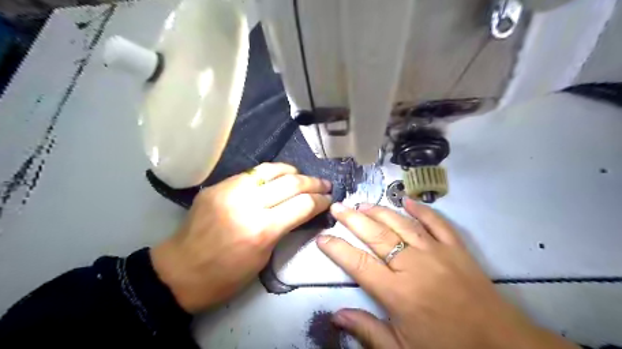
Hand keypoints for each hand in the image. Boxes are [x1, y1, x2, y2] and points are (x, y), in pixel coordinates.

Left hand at [151, 163, 331, 313]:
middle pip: (291, 183)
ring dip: (293, 171)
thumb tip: (301, 211)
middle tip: (325, 185)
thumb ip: (283, 228)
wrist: (179, 272)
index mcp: (262, 229)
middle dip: (313, 183)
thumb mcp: (263, 257)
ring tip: (304, 176)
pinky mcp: (218, 185)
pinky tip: (278, 177)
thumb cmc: (225, 276)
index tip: (329, 200)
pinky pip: (252, 173)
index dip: (320, 201)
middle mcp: (248, 204)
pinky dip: (271, 173)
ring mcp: (230, 190)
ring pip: (271, 170)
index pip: (302, 204)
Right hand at [318, 199, 580, 348]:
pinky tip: (407, 200)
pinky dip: (421, 210)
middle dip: (352, 219)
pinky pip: (436, 222)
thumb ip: (368, 331)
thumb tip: (336, 316)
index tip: (322, 237)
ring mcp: (436, 252)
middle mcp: (413, 265)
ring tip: (362, 203)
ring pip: (401, 224)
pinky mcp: (456, 248)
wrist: (502, 347)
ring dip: (380, 211)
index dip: (336, 248)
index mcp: (397, 292)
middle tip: (337, 207)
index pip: (357, 263)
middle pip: (376, 235)